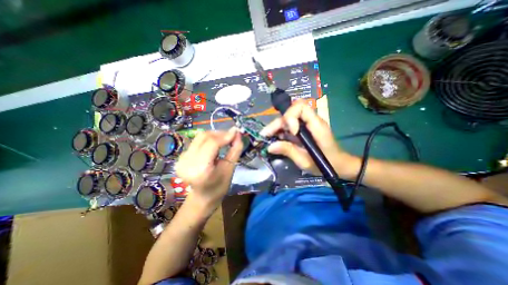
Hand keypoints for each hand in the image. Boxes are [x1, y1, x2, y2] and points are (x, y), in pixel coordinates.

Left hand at [176, 128, 242, 209]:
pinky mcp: (181, 156)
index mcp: (199, 169)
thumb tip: (238, 134)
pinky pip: (197, 141)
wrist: (203, 197)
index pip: (212, 144)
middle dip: (220, 133)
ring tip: (225, 140)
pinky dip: (209, 140)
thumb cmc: (219, 187)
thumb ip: (235, 150)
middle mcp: (186, 162)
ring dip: (215, 135)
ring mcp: (181, 159)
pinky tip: (216, 144)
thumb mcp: (230, 169)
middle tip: (232, 135)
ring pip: (200, 137)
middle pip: (204, 137)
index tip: (237, 131)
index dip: (225, 135)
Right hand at [262, 100, 355, 177]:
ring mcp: (307, 124)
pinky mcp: (304, 129)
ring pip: (288, 118)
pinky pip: (290, 125)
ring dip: (277, 127)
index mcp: (316, 125)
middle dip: (277, 123)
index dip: (291, 116)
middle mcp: (311, 121)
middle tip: (265, 135)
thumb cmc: (326, 163)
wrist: (339, 164)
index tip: (290, 132)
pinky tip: (276, 139)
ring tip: (268, 138)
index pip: (301, 107)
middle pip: (290, 112)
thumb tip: (270, 146)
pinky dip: (281, 131)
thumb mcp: (305, 161)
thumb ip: (288, 151)